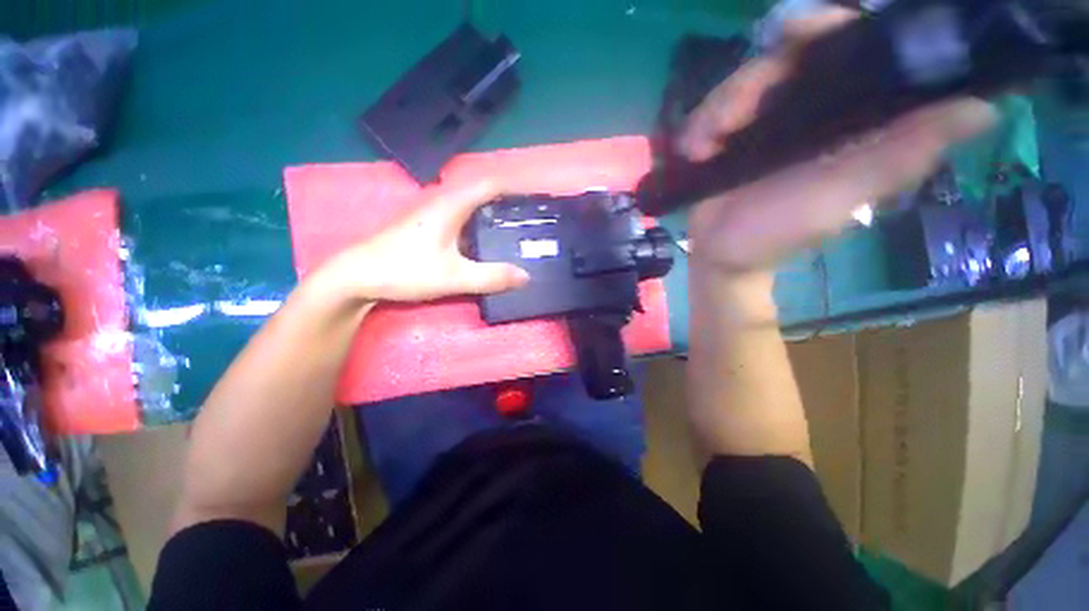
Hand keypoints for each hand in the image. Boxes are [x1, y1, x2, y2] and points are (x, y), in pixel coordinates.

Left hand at [319, 180, 528, 302]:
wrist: (357, 276)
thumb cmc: (404, 270)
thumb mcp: (454, 277)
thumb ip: (491, 277)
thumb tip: (526, 276)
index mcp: (450, 204)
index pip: (489, 184)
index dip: (514, 187)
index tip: (535, 199)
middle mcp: (442, 201)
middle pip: (481, 193)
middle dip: (507, 203)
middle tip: (529, 220)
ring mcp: (431, 213)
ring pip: (470, 206)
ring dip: (492, 214)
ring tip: (514, 230)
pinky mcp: (425, 226)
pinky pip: (460, 218)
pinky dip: (478, 225)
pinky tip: (485, 243)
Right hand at [680, 9, 997, 275]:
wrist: (720, 254)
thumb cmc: (781, 231)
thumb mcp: (847, 194)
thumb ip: (904, 154)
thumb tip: (983, 106)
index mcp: (847, 116)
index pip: (852, 49)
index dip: (832, 28)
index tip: (802, 31)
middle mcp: (806, 108)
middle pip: (786, 57)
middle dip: (756, 78)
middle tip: (733, 114)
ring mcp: (760, 121)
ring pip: (742, 82)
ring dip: (719, 110)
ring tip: (705, 147)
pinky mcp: (725, 136)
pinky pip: (710, 110)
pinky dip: (699, 126)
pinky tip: (696, 152)